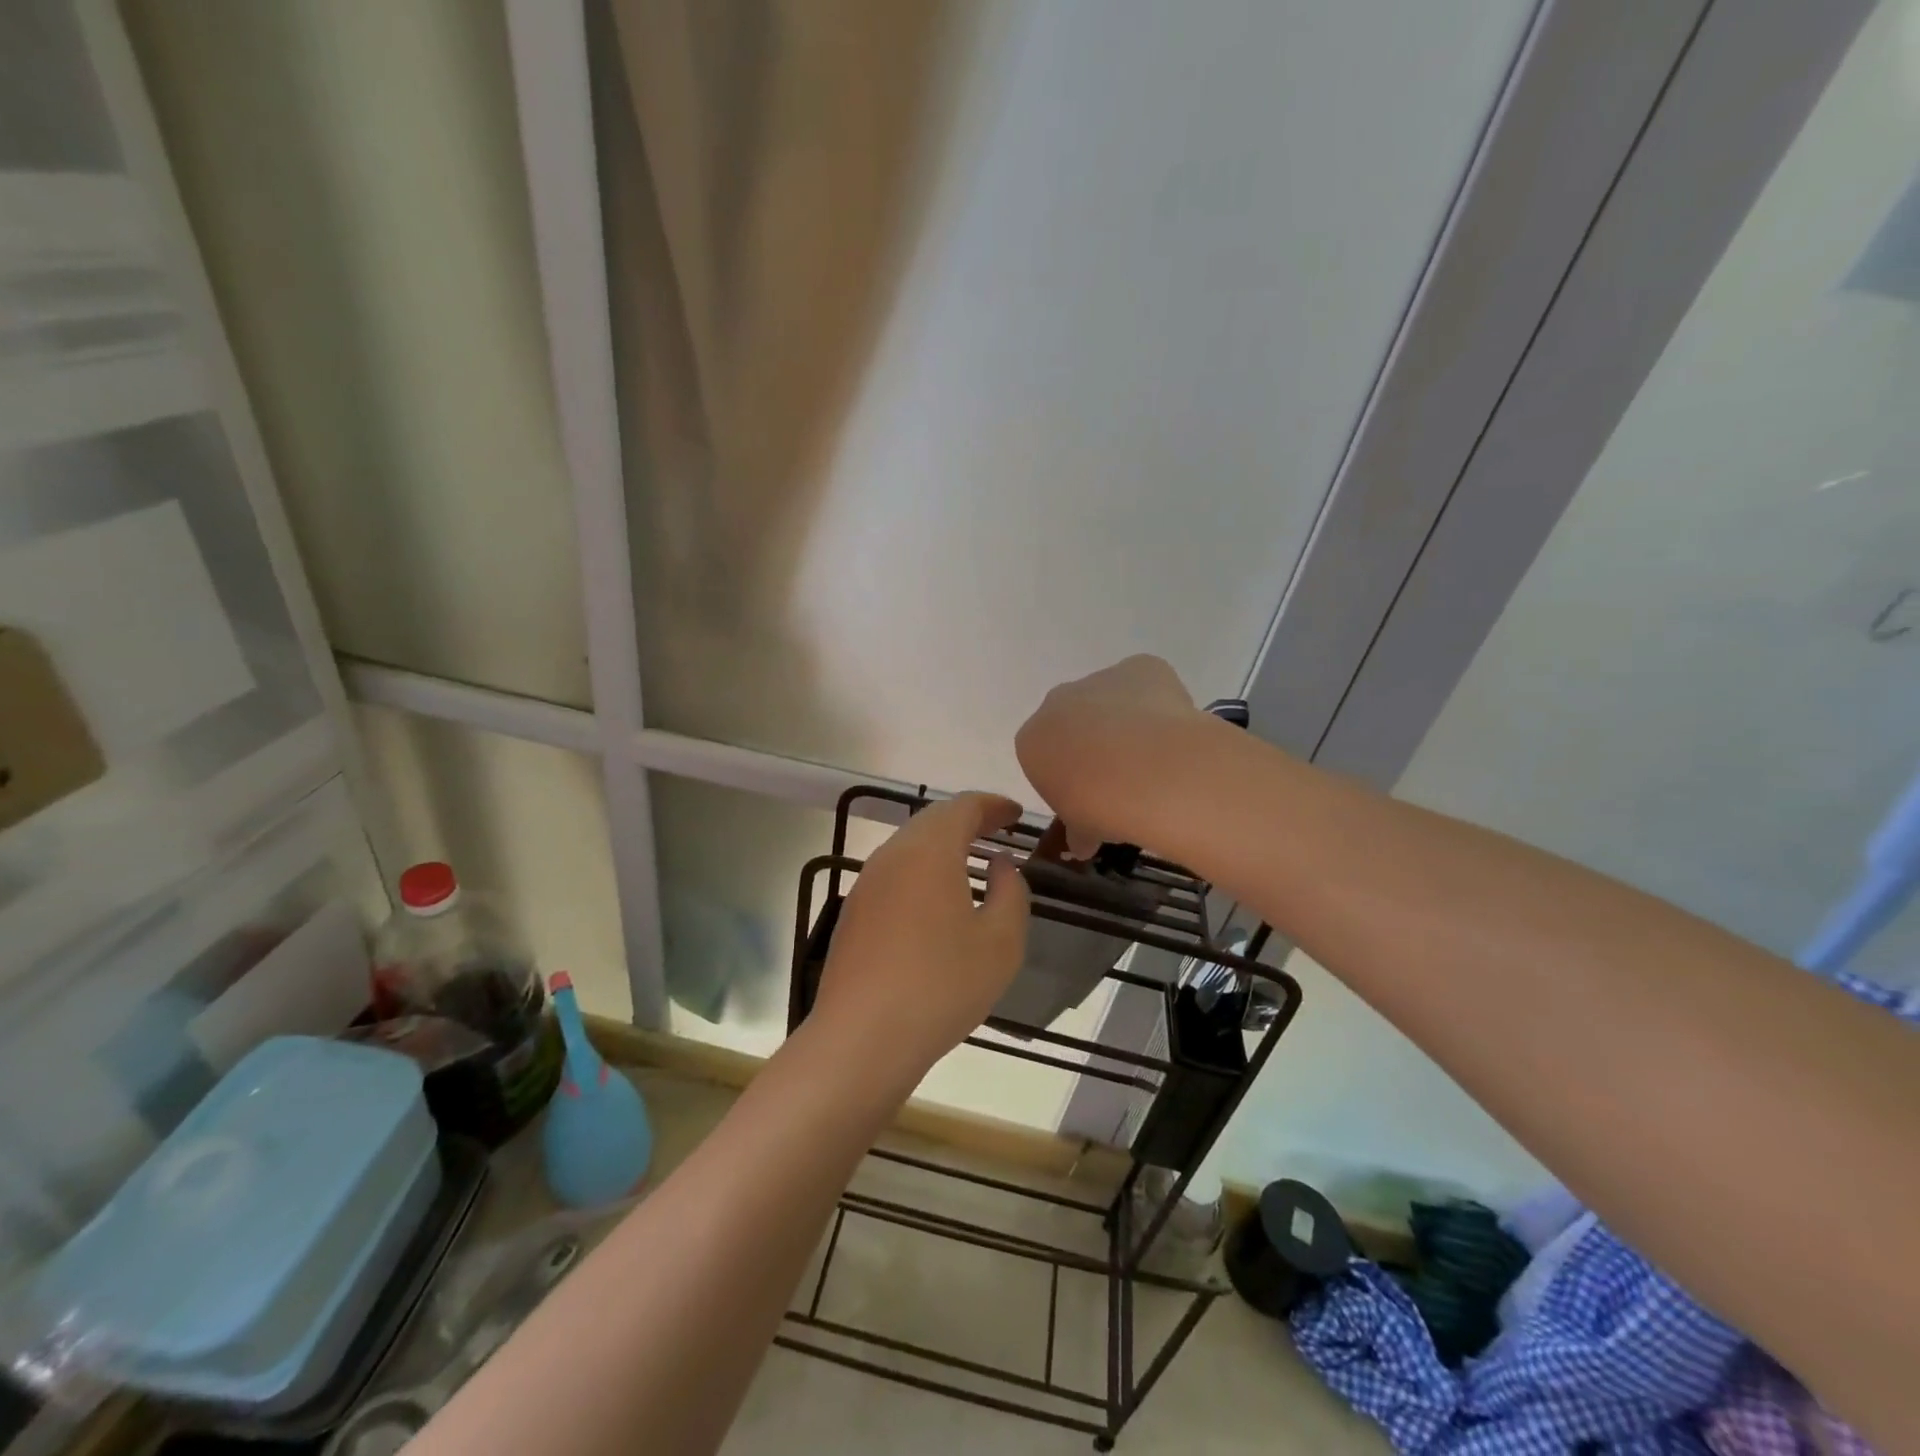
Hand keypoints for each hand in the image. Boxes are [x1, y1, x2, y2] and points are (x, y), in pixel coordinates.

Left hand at [812, 792, 1030, 1086]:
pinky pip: (894, 874)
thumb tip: (1000, 865)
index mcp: (929, 851)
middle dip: (967, 820)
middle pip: (932, 820)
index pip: (963, 806)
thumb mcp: (1001, 942)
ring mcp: (867, 883)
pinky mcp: (854, 912)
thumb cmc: (942, 985)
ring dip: (942, 845)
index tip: (1015, 815)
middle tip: (997, 832)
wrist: (862, 1037)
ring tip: (970, 863)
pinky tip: (936, 901)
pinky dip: (921, 871)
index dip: (993, 805)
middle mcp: (892, 855)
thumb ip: (1010, 892)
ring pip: (909, 846)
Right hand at [1015, 655, 1200, 857]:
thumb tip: (1084, 842)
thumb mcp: (1082, 830)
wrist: (1147, 771)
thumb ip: (1079, 831)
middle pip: (1074, 721)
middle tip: (1124, 779)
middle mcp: (1057, 702)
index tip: (1092, 798)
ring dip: (1126, 722)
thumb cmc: (1100, 806)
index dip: (1070, 778)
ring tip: (1156, 759)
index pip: (1045, 756)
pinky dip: (1159, 703)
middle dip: (1094, 743)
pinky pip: (1146, 683)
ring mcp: (1098, 679)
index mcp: (1032, 741)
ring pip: (1110, 699)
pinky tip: (1174, 733)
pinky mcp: (1140, 667)